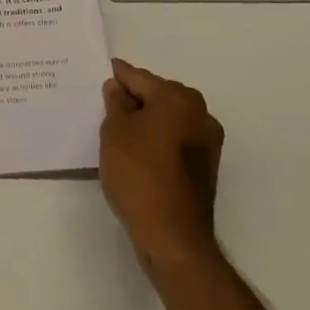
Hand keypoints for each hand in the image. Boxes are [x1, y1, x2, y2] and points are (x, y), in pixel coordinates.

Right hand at [99, 60, 223, 274]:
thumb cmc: (139, 174)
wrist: (173, 236)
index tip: (102, 73)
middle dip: (134, 97)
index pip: (139, 77)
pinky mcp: (206, 165)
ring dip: (147, 119)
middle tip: (106, 105)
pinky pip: (177, 139)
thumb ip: (116, 102)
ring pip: (169, 118)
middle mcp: (199, 112)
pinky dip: (159, 139)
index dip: (117, 76)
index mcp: (178, 98)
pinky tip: (139, 151)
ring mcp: (207, 140)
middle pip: (158, 94)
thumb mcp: (115, 132)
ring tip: (120, 130)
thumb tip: (118, 87)